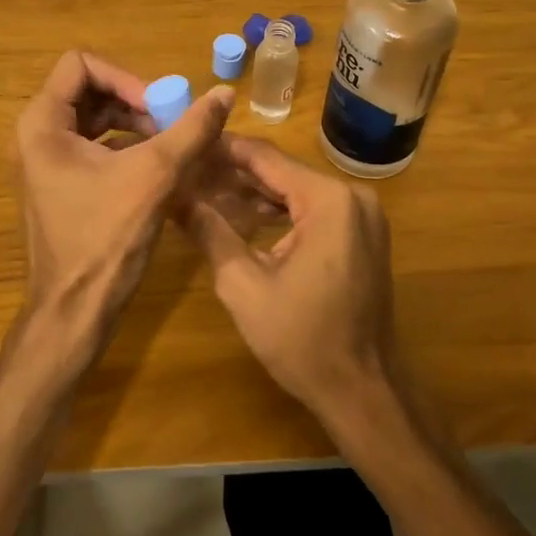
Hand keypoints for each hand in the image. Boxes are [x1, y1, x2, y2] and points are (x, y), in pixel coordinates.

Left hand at [12, 51, 232, 371]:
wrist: (74, 312)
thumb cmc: (105, 240)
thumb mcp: (154, 176)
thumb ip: (191, 130)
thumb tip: (225, 93)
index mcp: (42, 124)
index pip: (81, 65)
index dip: (126, 77)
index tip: (159, 107)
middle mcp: (36, 136)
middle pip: (89, 90)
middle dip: (135, 101)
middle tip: (172, 124)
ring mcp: (46, 162)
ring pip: (95, 118)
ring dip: (135, 123)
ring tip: (171, 145)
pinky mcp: (60, 184)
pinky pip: (94, 146)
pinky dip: (127, 146)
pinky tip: (159, 166)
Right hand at [180, 136, 399, 424]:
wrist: (362, 391)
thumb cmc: (302, 340)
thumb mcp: (243, 285)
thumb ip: (209, 231)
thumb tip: (173, 195)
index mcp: (328, 199)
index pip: (265, 158)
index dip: (222, 150)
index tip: (187, 144)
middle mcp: (352, 195)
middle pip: (282, 171)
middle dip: (234, 173)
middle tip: (189, 171)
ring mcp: (362, 214)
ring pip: (297, 189)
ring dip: (255, 192)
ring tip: (206, 190)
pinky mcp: (362, 233)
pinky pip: (314, 209)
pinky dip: (281, 211)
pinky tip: (244, 215)